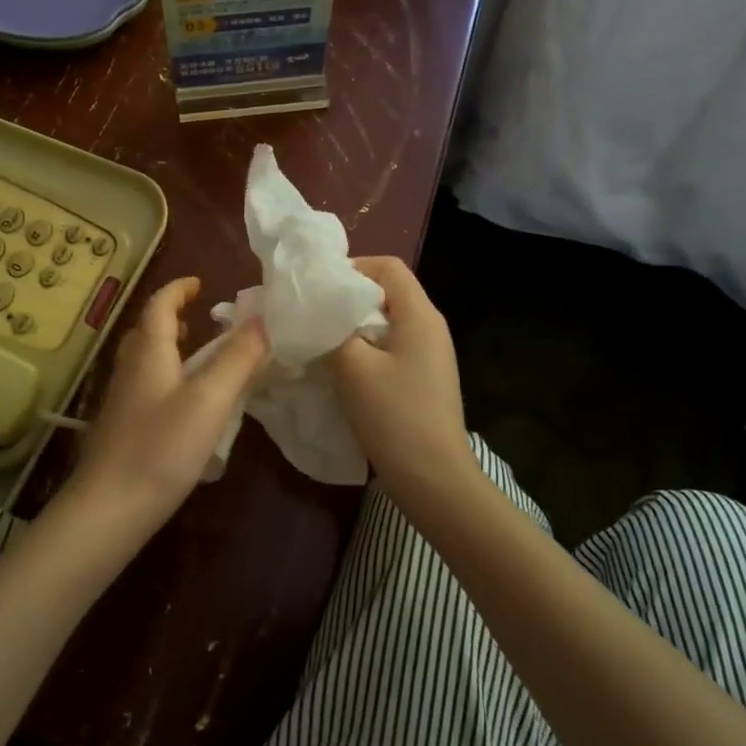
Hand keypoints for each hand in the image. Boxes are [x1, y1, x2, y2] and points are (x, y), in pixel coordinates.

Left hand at [66, 278, 266, 536]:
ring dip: (170, 348)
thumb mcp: (210, 400)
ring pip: (145, 359)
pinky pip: (147, 385)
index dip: (178, 289)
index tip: (200, 283)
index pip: (159, 304)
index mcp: (149, 352)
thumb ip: (238, 359)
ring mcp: (122, 399)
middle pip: (147, 330)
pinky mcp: (122, 427)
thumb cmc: (161, 447)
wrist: (109, 508)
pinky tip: (186, 404)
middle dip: (173, 317)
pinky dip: (167, 376)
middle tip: (203, 320)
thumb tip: (263, 319)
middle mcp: (130, 368)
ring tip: (200, 357)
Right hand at [326, 257, 475, 500]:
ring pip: (385, 323)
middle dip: (347, 299)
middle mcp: (430, 327)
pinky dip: (364, 350)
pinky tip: (340, 369)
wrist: (434, 479)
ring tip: (319, 340)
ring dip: (352, 327)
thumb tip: (314, 311)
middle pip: (386, 293)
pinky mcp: (422, 379)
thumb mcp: (353, 368)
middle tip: (311, 314)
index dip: (353, 267)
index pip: (388, 266)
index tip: (318, 288)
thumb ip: (332, 330)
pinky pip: (390, 349)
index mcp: (420, 315)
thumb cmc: (395, 416)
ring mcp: (429, 355)